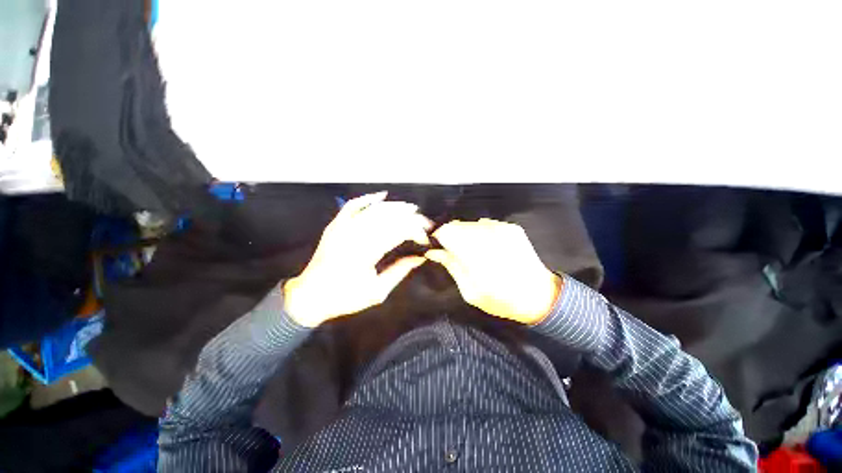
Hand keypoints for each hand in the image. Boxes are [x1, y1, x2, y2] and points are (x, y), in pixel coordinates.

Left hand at [284, 192, 431, 326]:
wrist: (311, 296)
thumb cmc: (346, 297)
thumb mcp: (377, 291)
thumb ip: (400, 271)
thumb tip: (420, 258)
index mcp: (367, 253)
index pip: (398, 233)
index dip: (415, 232)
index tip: (425, 239)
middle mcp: (355, 235)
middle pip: (389, 218)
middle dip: (410, 217)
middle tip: (425, 222)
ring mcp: (343, 227)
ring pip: (374, 209)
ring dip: (395, 207)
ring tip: (411, 209)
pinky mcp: (336, 225)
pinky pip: (353, 206)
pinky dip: (368, 199)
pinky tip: (382, 196)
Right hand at [426, 219, 561, 324]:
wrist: (541, 296)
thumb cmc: (502, 300)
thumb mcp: (470, 292)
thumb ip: (452, 267)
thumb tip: (433, 252)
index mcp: (476, 254)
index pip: (446, 231)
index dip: (439, 238)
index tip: (439, 248)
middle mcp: (488, 235)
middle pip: (457, 225)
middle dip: (452, 237)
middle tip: (456, 253)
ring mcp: (502, 228)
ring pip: (470, 223)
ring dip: (466, 235)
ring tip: (474, 252)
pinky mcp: (512, 227)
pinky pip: (485, 224)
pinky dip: (480, 233)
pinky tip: (488, 248)